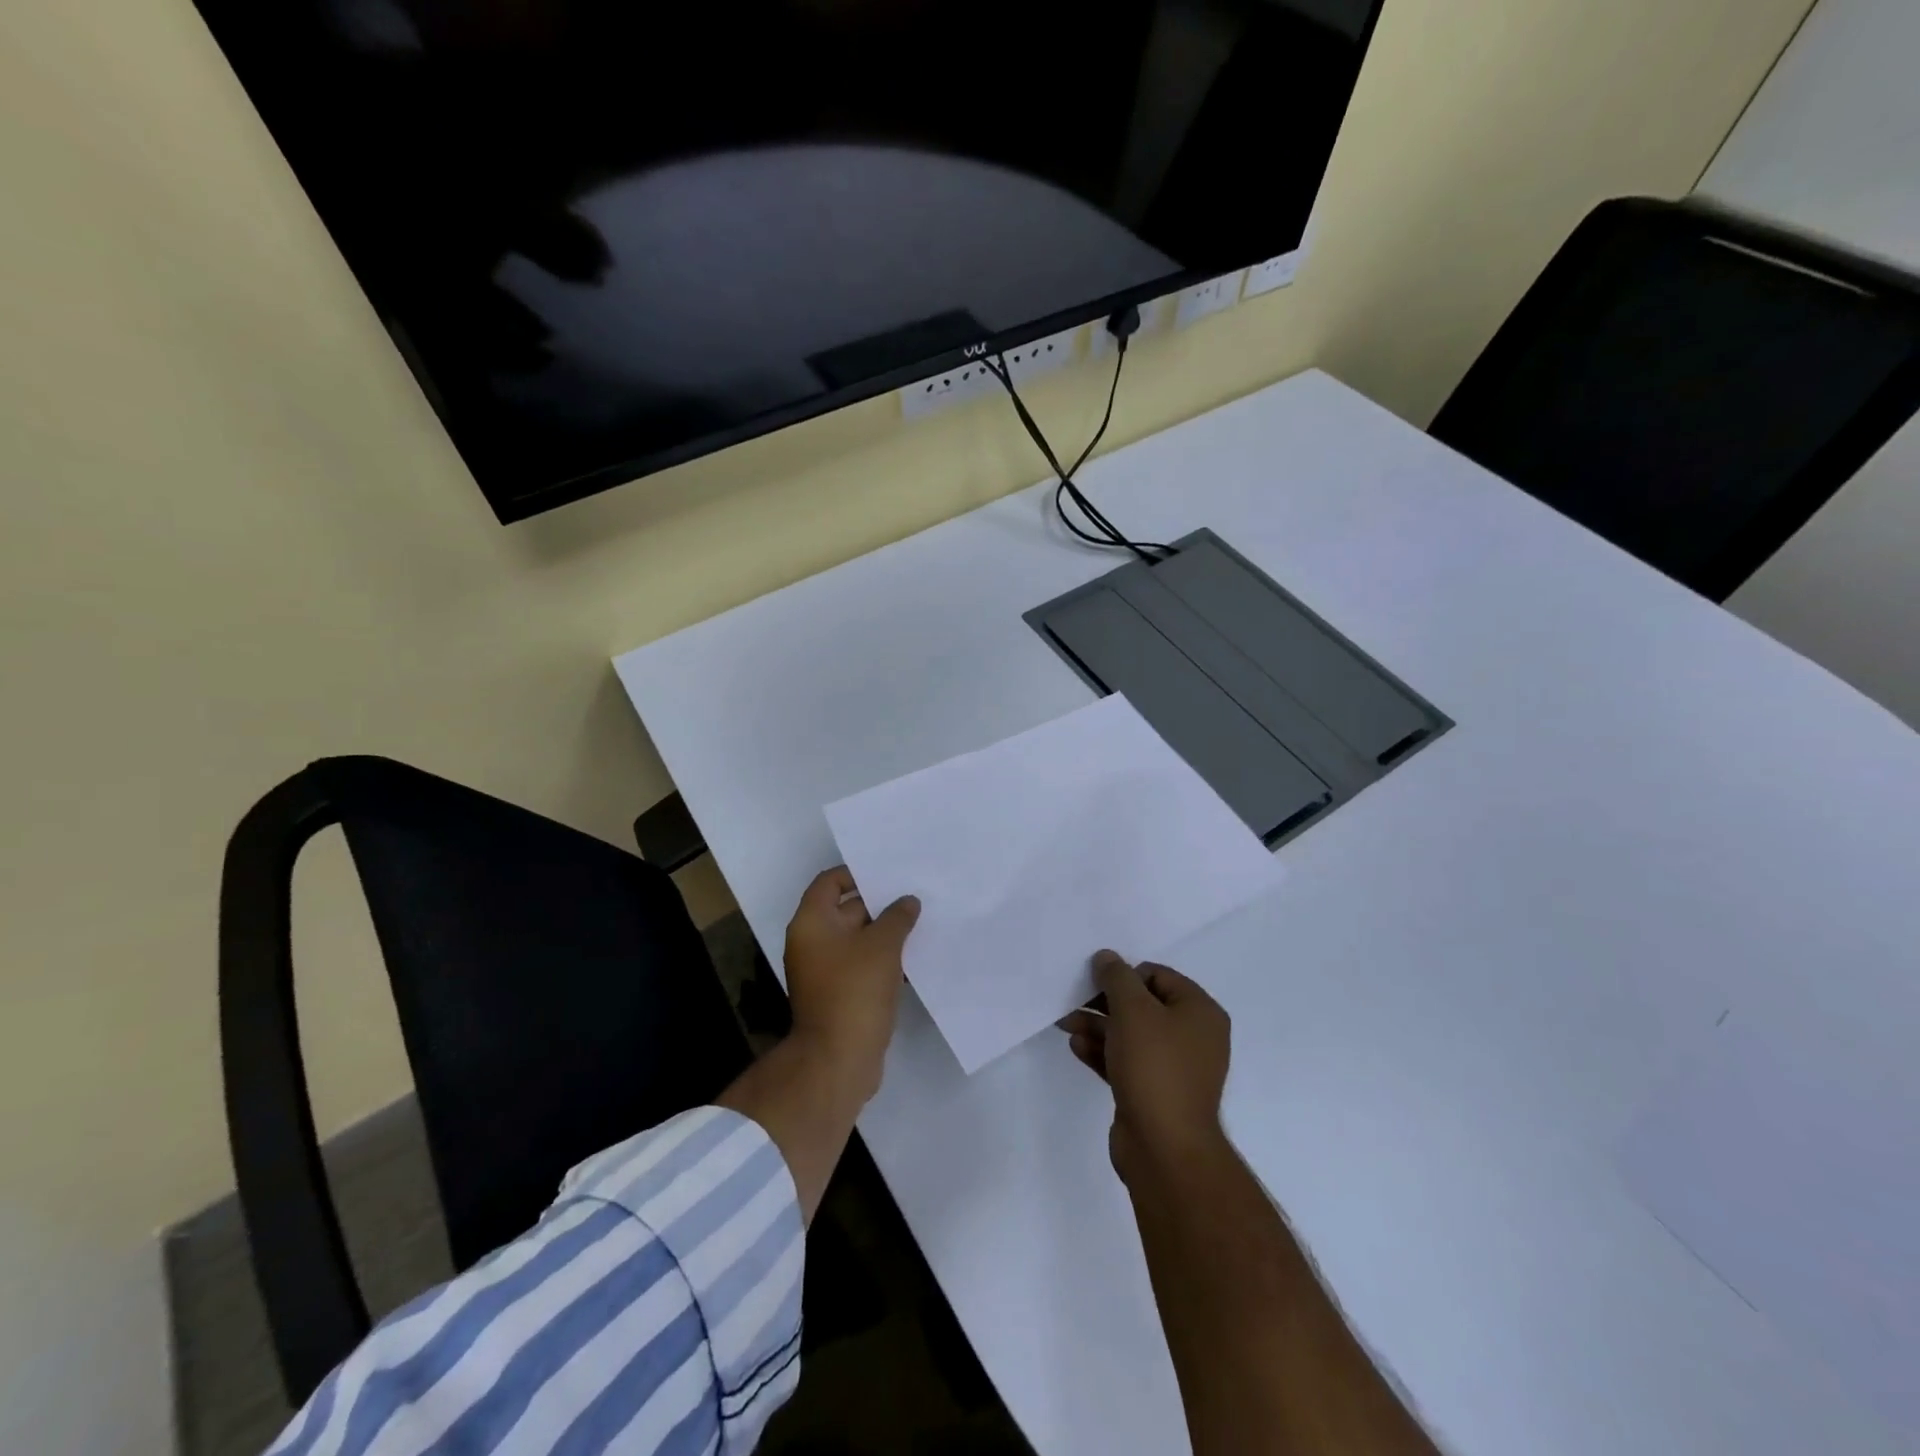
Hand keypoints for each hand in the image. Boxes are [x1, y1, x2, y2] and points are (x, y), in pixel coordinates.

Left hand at [782, 867, 920, 1102]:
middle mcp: (813, 942)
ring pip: (858, 939)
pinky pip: (862, 964)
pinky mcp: (839, 994)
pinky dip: (883, 958)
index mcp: (812, 922)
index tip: (889, 873)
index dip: (857, 873)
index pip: (830, 882)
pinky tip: (914, 956)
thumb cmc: (854, 991)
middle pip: (846, 909)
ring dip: (885, 932)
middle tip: (915, 894)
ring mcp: (825, 970)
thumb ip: (897, 917)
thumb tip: (907, 901)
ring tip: (921, 921)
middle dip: (880, 903)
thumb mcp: (882, 946)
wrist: (838, 1060)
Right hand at [1059, 951, 1231, 1184]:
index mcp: (1199, 1012)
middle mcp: (1193, 1037)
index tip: (1094, 980)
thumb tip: (1107, 957)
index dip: (1124, 975)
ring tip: (1065, 1022)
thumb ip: (1117, 978)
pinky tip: (1076, 1046)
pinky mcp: (1154, 1093)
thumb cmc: (1154, 1067)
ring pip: (1130, 1035)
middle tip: (1073, 999)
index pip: (1158, 976)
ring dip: (1098, 1025)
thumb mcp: (1132, 1010)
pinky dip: (1103, 1052)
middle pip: (1142, 1005)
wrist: (1164, 1148)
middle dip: (1104, 1001)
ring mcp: (1174, 1068)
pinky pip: (1126, 1061)